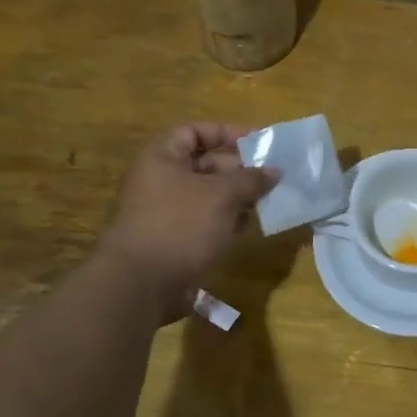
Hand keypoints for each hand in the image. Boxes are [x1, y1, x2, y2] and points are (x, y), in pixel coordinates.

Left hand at [99, 123, 278, 316]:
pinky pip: (204, 221)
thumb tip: (274, 171)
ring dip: (236, 197)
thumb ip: (251, 179)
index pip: (195, 131)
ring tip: (265, 202)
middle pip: (204, 163)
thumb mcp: (222, 195)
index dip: (226, 132)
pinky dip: (225, 221)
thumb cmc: (181, 225)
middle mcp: (160, 180)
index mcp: (162, 158)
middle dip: (238, 169)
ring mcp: (165, 212)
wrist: (142, 284)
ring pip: (207, 195)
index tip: (257, 143)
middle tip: (269, 177)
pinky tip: (246, 227)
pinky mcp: (173, 239)